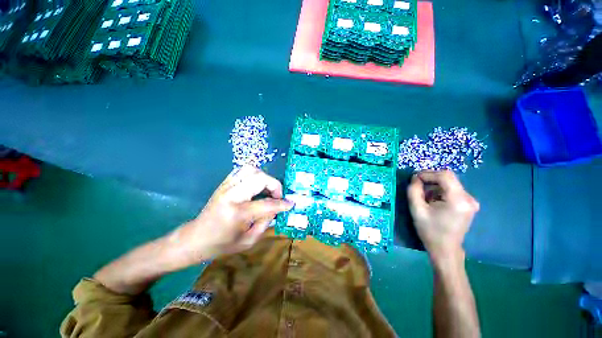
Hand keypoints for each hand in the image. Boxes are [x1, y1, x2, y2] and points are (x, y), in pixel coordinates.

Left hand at [168, 165, 293, 264]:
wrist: (195, 238)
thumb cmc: (222, 244)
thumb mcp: (248, 241)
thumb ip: (266, 222)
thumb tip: (277, 208)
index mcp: (237, 213)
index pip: (266, 204)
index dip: (282, 203)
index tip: (290, 204)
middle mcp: (231, 195)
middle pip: (260, 178)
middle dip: (274, 185)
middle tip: (277, 196)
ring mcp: (226, 186)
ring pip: (251, 169)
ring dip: (264, 177)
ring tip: (267, 189)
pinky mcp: (224, 183)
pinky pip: (243, 170)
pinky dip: (254, 174)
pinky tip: (256, 186)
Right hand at [407, 170, 478, 261]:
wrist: (445, 249)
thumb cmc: (430, 231)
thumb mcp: (417, 210)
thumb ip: (414, 191)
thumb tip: (415, 178)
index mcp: (458, 200)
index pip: (445, 176)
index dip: (428, 173)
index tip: (414, 178)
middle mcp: (469, 198)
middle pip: (448, 178)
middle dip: (430, 179)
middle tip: (417, 186)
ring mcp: (471, 201)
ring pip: (449, 183)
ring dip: (434, 186)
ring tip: (424, 197)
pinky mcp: (468, 204)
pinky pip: (452, 190)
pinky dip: (440, 191)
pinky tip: (433, 201)